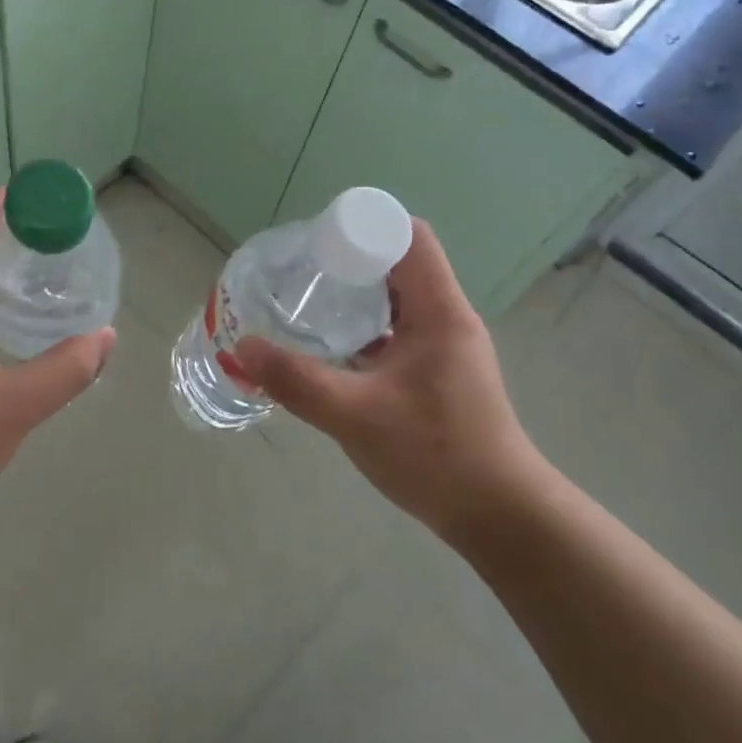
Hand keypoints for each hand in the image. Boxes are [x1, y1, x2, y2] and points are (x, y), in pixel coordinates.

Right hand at [230, 220, 547, 546]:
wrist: (498, 516)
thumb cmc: (435, 454)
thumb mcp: (356, 416)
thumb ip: (297, 381)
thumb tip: (243, 348)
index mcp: (439, 311)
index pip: (410, 237)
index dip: (366, 227)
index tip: (319, 242)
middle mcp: (447, 318)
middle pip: (400, 263)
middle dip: (351, 259)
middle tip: (301, 272)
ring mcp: (445, 347)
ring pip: (398, 299)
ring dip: (357, 295)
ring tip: (309, 303)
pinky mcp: (438, 373)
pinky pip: (397, 330)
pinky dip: (366, 328)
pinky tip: (332, 350)